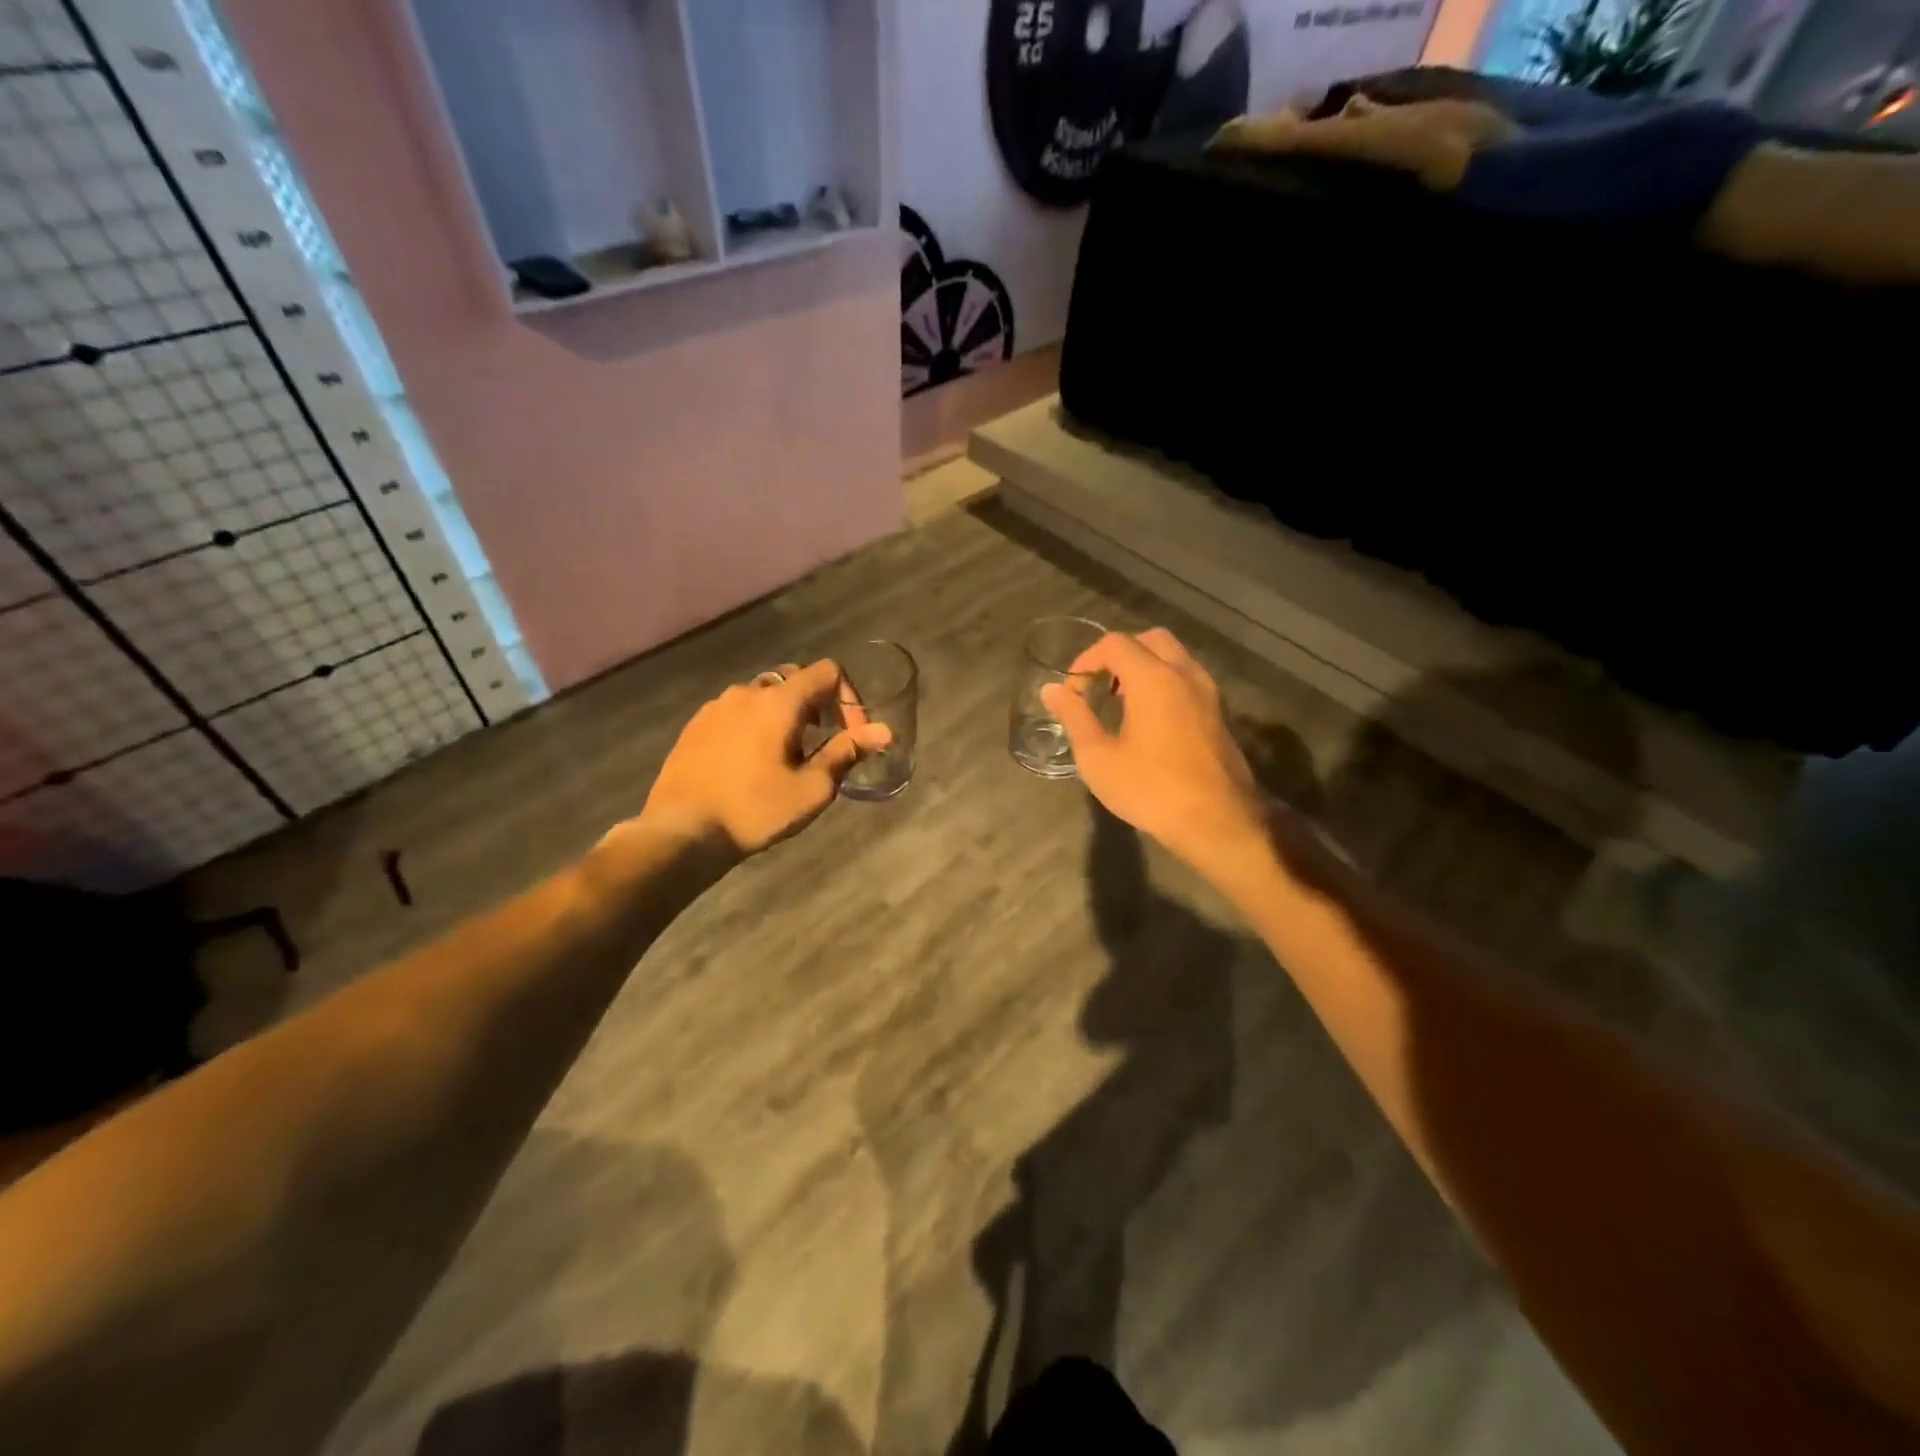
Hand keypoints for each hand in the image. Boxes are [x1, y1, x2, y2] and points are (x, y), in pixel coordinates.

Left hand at [641, 660, 890, 856]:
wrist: (680, 831)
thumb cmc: (754, 809)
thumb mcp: (812, 788)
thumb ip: (847, 752)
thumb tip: (884, 731)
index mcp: (779, 701)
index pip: (827, 671)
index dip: (849, 697)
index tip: (851, 734)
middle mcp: (747, 692)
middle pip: (795, 680)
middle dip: (818, 705)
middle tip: (822, 743)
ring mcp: (716, 706)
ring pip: (763, 696)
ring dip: (785, 715)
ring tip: (787, 755)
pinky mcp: (696, 725)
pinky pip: (737, 712)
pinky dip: (755, 725)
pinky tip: (751, 761)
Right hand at [1041, 628, 1266, 876]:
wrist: (1218, 822)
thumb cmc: (1151, 790)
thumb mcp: (1099, 759)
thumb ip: (1074, 718)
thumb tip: (1051, 690)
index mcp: (1153, 679)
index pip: (1115, 644)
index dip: (1086, 659)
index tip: (1072, 689)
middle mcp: (1184, 674)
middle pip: (1150, 640)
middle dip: (1119, 654)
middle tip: (1099, 685)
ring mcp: (1208, 692)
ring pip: (1174, 657)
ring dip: (1144, 666)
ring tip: (1121, 700)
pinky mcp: (1220, 713)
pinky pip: (1187, 678)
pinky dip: (1164, 681)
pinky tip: (1149, 718)